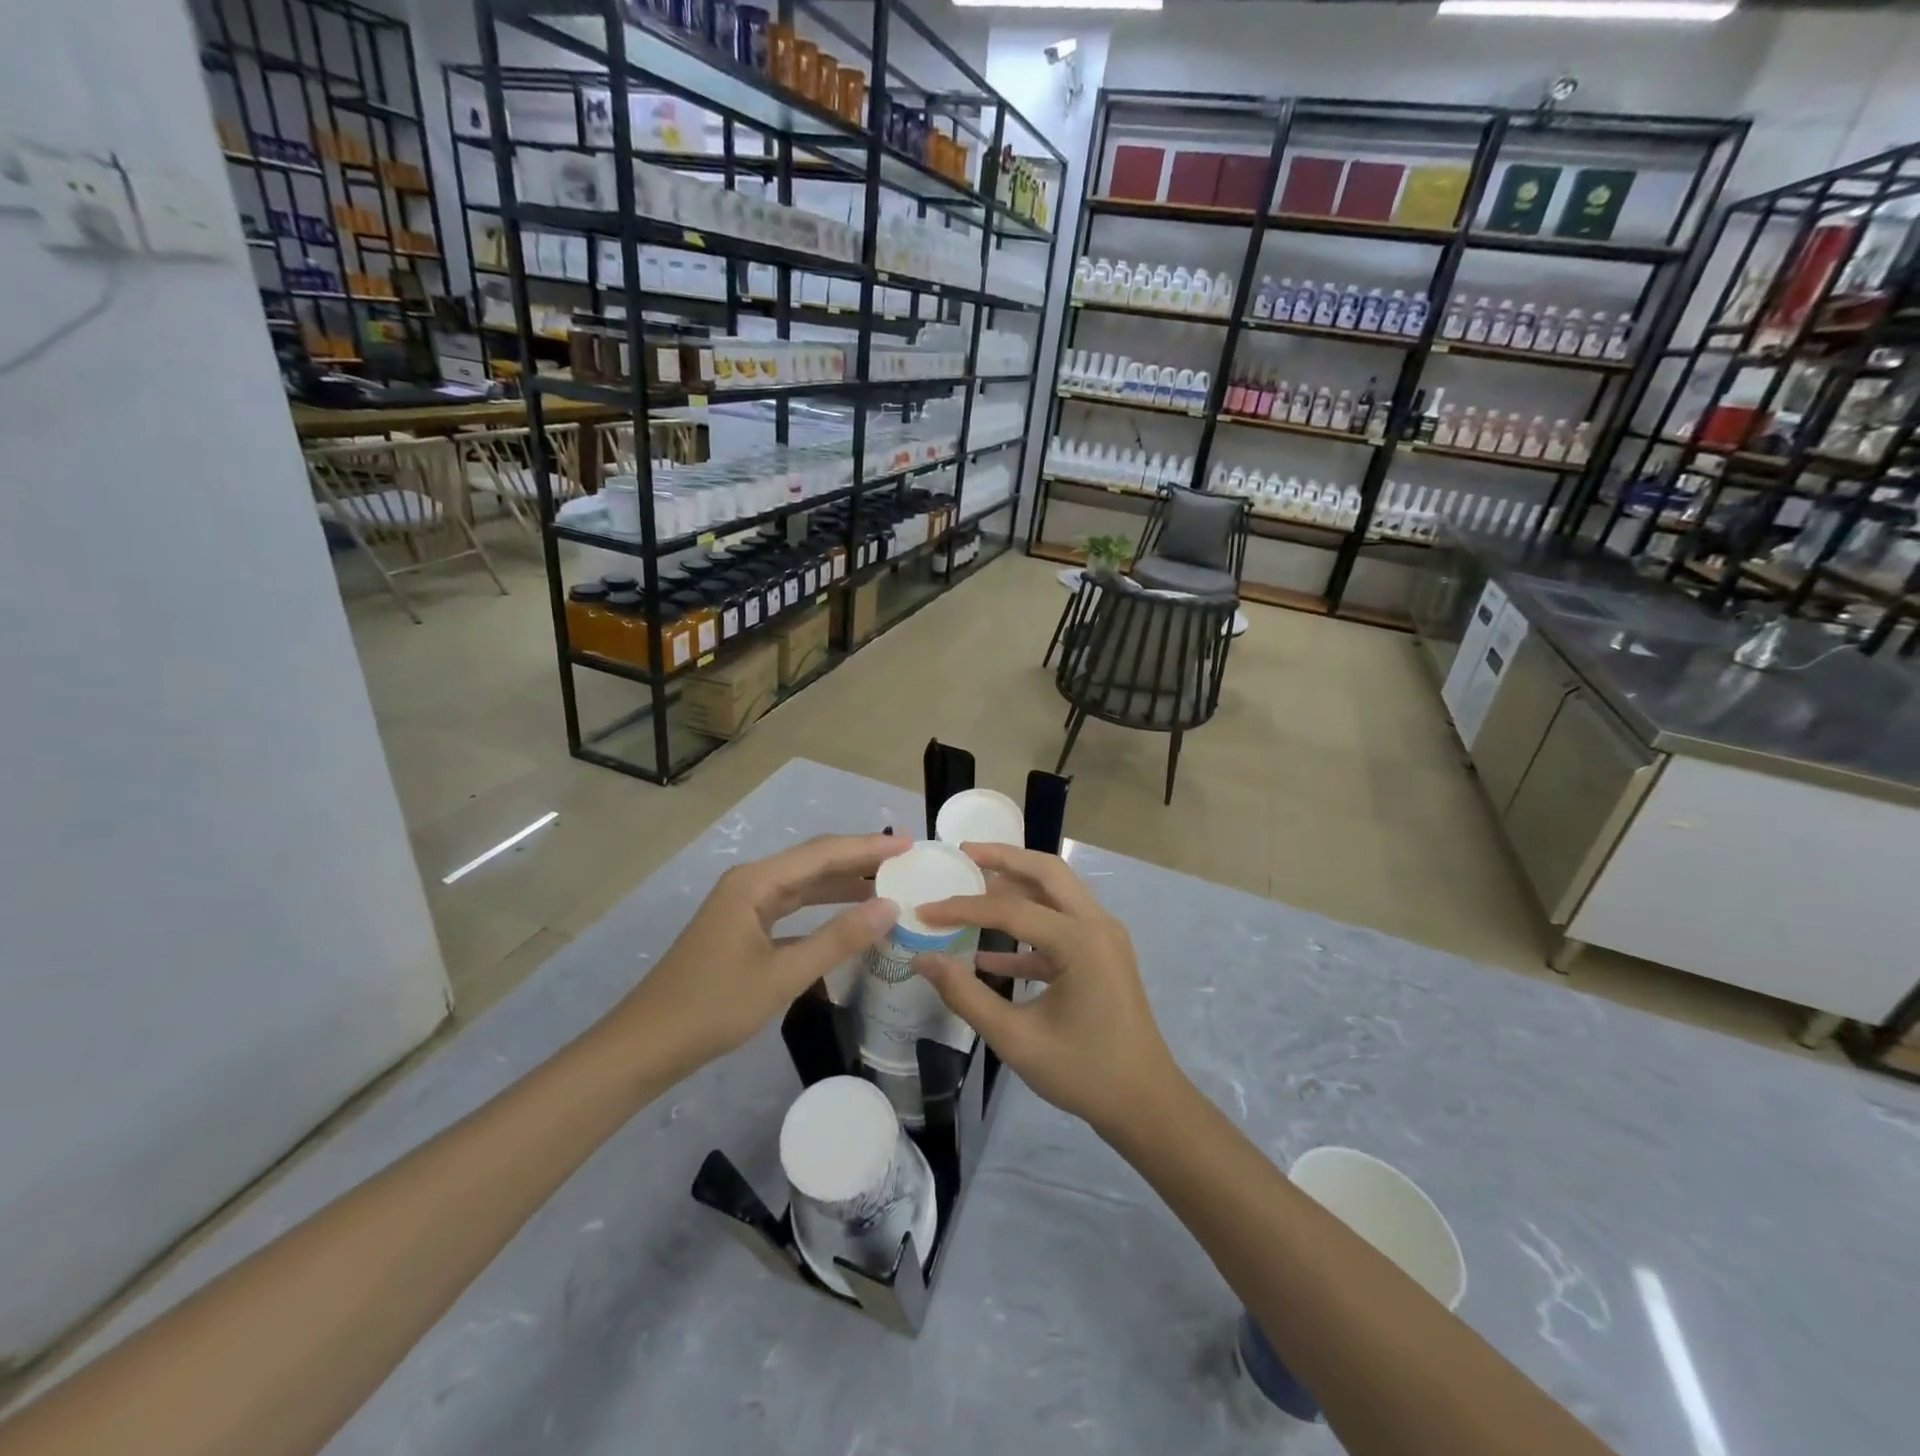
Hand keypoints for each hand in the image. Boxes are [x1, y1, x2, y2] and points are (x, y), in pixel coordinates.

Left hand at [613, 833, 905, 1076]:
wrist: (645, 1046)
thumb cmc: (712, 1007)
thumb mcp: (782, 975)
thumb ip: (837, 939)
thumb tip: (890, 906)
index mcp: (755, 882)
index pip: (823, 853)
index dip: (868, 847)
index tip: (910, 844)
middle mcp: (750, 883)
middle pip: (814, 862)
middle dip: (859, 859)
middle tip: (906, 860)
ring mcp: (744, 906)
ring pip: (804, 885)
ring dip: (843, 884)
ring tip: (887, 883)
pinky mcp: (743, 929)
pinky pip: (792, 908)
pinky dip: (822, 909)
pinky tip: (847, 918)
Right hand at [914, 843, 1181, 1137]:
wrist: (1147, 1105)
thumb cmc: (1085, 1073)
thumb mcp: (1018, 1040)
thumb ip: (966, 995)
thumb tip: (923, 960)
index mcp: (1080, 940)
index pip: (1011, 909)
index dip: (962, 908)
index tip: (924, 910)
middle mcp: (1097, 924)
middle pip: (1046, 871)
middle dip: (1003, 858)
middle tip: (962, 854)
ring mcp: (1103, 937)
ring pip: (1056, 892)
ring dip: (1016, 885)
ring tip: (972, 884)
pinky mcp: (1102, 955)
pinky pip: (1060, 927)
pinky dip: (1027, 929)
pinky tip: (988, 952)